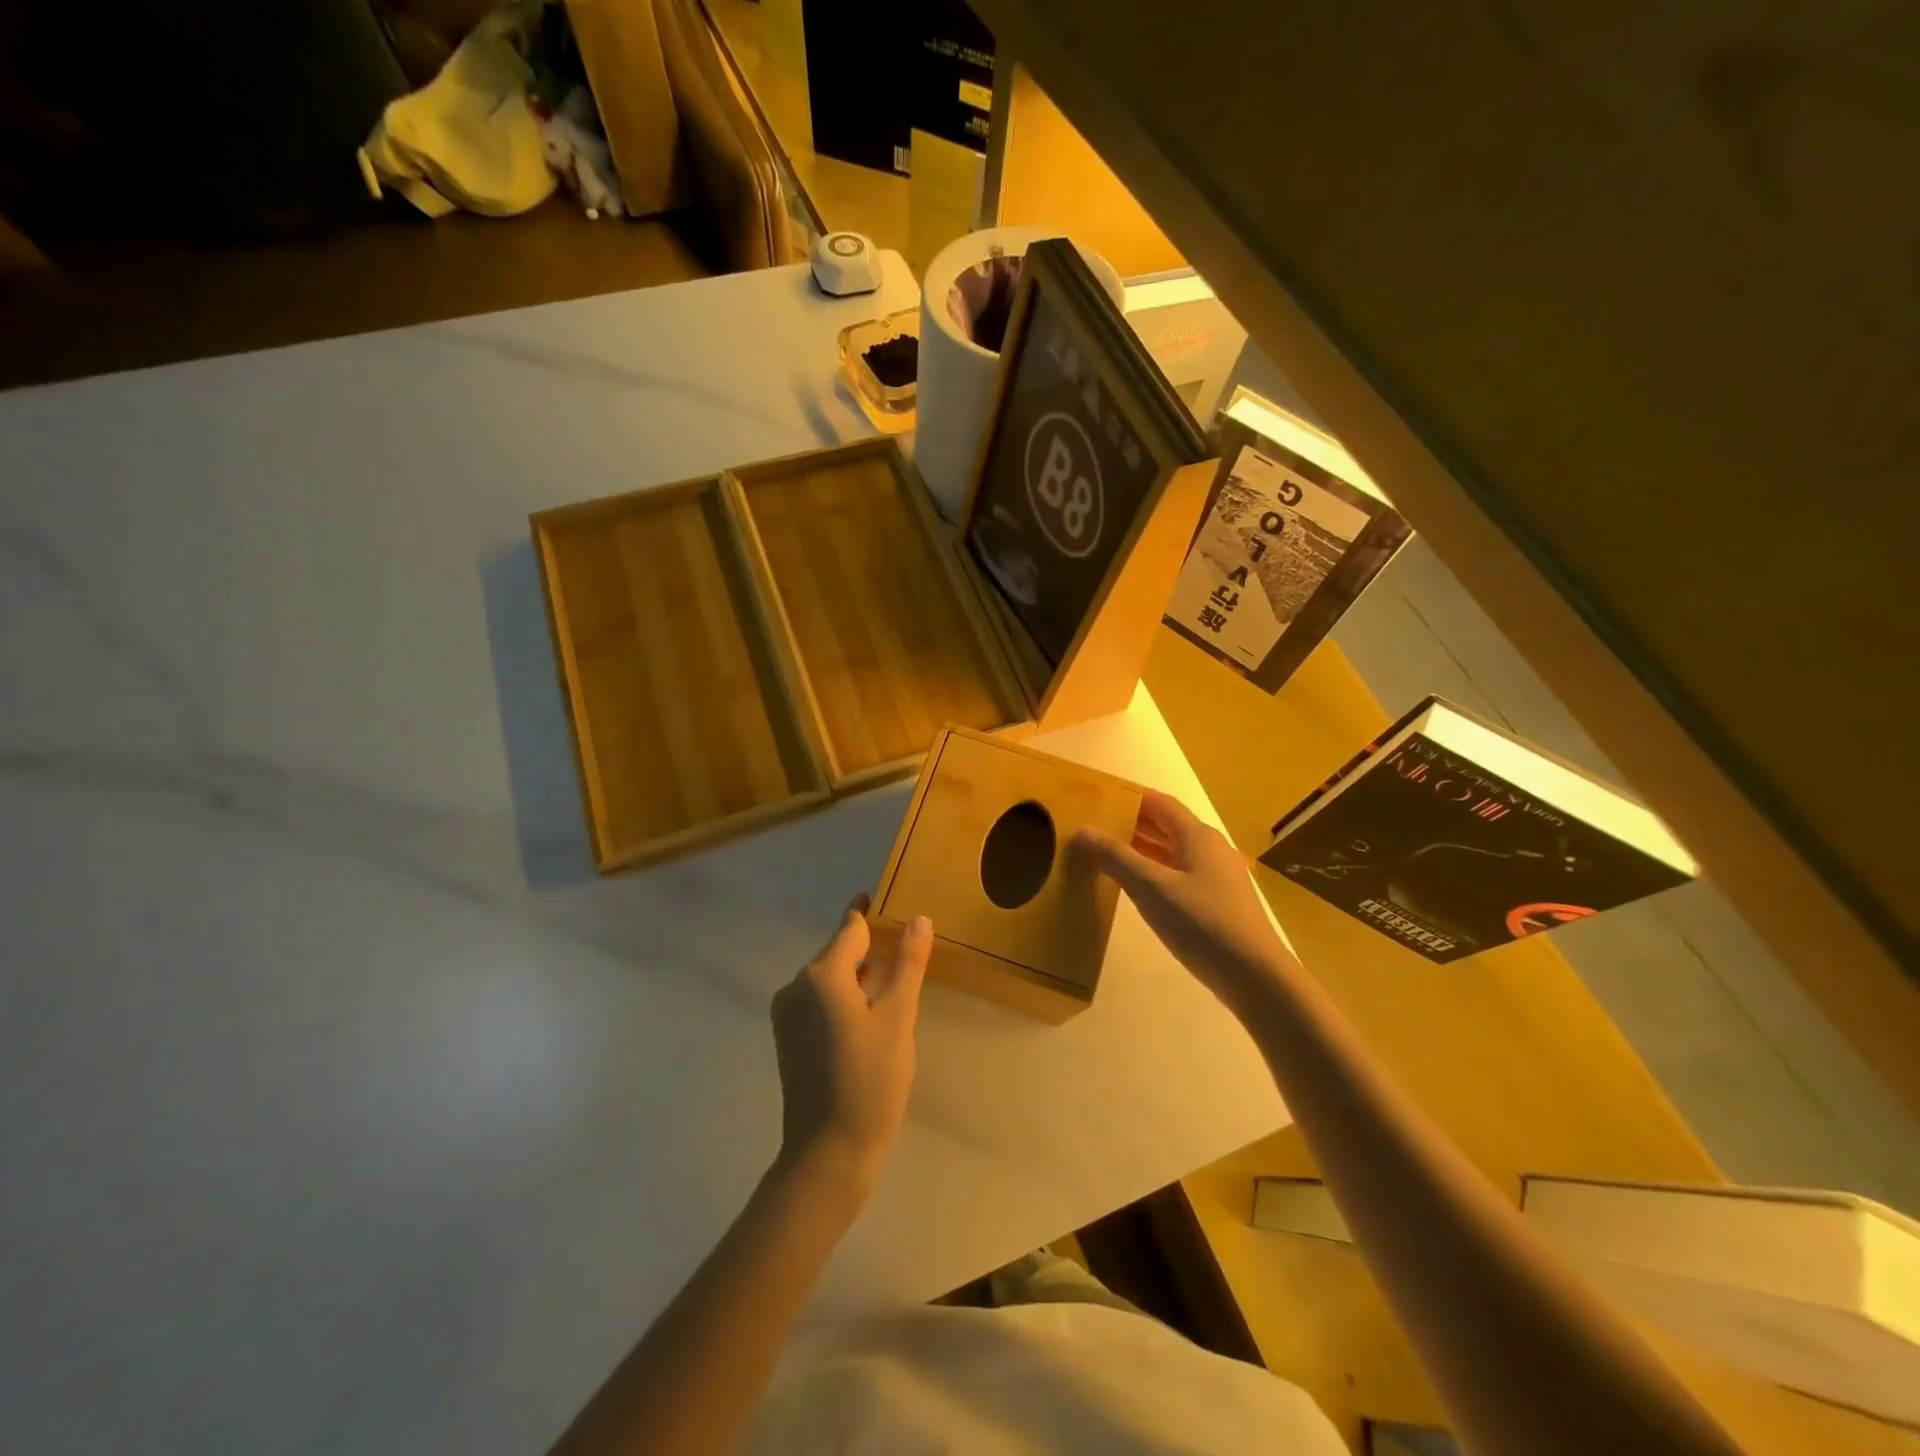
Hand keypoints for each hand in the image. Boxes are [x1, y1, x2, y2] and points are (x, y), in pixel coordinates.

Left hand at [770, 896, 931, 1190]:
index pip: (850, 929)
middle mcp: (796, 987)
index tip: (886, 899)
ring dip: (858, 977)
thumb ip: (907, 963)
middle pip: (839, 954)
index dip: (870, 913)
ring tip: (893, 983)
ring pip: (829, 980)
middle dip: (869, 950)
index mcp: (821, 975)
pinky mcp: (788, 1039)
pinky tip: (869, 1017)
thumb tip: (919, 919)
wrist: (828, 1155)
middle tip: (903, 950)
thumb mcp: (898, 1017)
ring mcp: (788, 1015)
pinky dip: (843, 1000)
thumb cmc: (870, 1081)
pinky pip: (819, 1003)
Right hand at [1074, 790, 1294, 1013]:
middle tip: (1096, 825)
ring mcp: (1217, 877)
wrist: (1255, 976)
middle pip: (1167, 826)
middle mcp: (1210, 849)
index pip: (1160, 804)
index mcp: (1197, 836)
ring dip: (1143, 849)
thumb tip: (1082, 831)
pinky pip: (1180, 875)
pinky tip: (1137, 887)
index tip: (1099, 797)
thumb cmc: (1202, 923)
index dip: (1131, 797)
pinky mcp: (1218, 903)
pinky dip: (1155, 872)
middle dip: (1133, 822)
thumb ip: (1116, 858)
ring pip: (1173, 852)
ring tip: (1108, 853)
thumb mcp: (1151, 888)